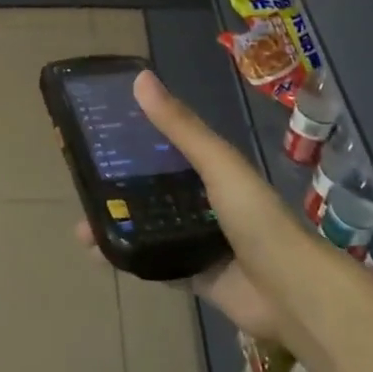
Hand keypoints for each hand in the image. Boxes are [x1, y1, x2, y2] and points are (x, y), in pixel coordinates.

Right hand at [75, 71, 296, 342]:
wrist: (291, 293)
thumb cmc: (256, 219)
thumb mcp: (217, 165)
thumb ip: (180, 127)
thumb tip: (140, 78)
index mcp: (213, 170)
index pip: (166, 148)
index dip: (134, 141)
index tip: (97, 136)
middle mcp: (205, 203)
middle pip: (153, 190)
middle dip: (118, 189)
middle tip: (81, 188)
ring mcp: (200, 241)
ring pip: (150, 228)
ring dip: (119, 225)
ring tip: (81, 229)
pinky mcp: (196, 276)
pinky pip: (156, 264)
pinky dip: (130, 259)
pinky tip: (101, 257)